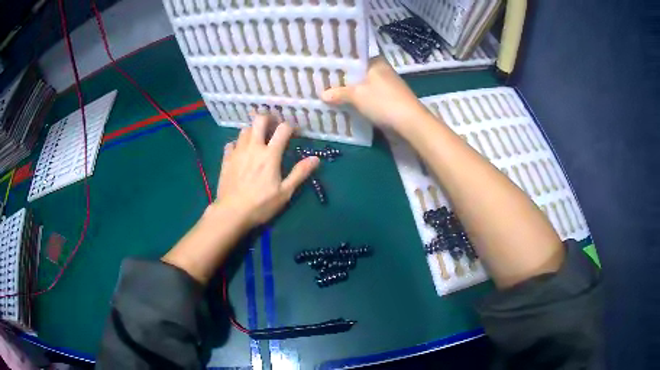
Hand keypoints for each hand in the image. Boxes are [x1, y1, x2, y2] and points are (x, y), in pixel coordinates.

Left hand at [216, 115, 319, 227]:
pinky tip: (240, 152)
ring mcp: (237, 152)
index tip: (294, 133)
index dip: (291, 127)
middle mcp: (253, 147)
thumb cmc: (261, 204)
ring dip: (253, 130)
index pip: (283, 129)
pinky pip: (231, 143)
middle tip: (273, 126)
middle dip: (268, 118)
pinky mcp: (226, 159)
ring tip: (258, 139)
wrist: (231, 213)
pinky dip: (238, 144)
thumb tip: (316, 158)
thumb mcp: (285, 193)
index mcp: (270, 154)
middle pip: (259, 120)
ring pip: (245, 129)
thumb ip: (299, 173)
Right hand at [321, 57, 432, 134]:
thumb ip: (339, 93)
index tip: (322, 68)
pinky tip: (346, 104)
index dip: (338, 64)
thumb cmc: (383, 102)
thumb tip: (322, 95)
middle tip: (321, 82)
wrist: (410, 123)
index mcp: (376, 62)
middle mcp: (382, 70)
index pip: (353, 58)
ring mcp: (387, 85)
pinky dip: (358, 100)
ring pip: (362, 85)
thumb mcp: (357, 96)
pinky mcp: (389, 99)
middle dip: (342, 79)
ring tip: (329, 94)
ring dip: (349, 91)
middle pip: (357, 73)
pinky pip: (369, 96)